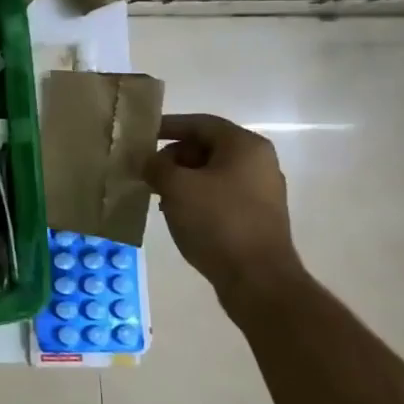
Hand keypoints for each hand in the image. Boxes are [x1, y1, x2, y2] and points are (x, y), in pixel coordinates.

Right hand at [145, 114, 301, 296]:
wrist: (257, 280)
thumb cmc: (217, 221)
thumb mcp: (176, 186)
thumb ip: (156, 165)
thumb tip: (148, 161)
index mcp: (244, 146)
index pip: (200, 123)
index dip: (168, 126)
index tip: (142, 136)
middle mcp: (259, 163)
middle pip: (207, 147)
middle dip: (173, 157)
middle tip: (148, 172)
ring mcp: (261, 191)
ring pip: (212, 173)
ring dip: (183, 179)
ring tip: (159, 195)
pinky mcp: (257, 217)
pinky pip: (221, 195)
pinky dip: (197, 197)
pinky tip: (178, 214)